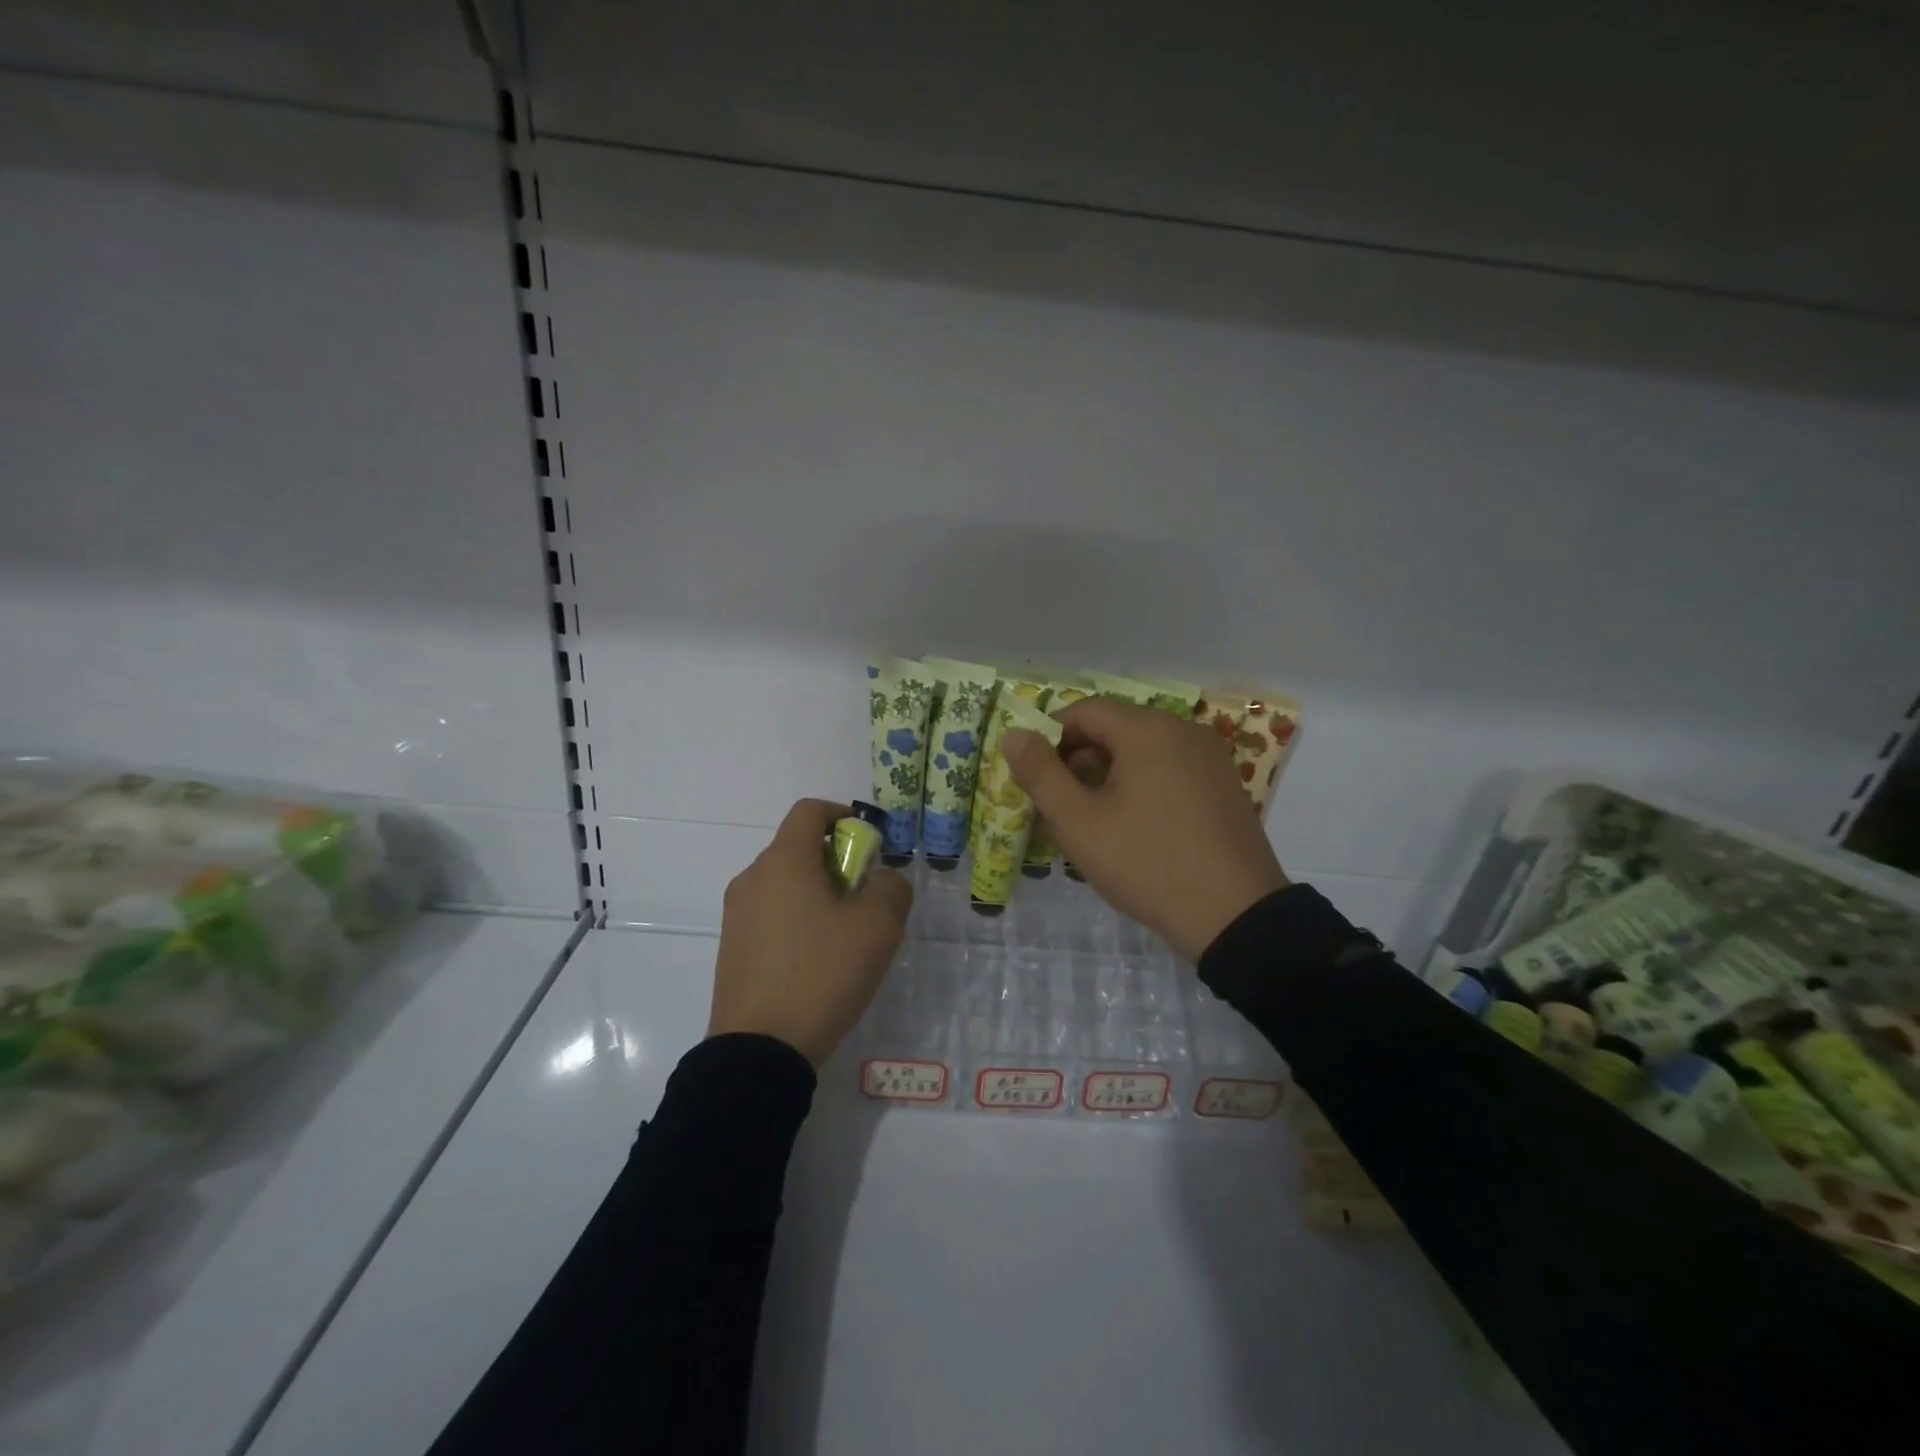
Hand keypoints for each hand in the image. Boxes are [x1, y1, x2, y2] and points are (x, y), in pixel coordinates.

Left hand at [707, 799, 912, 1065]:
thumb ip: (891, 888)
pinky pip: (770, 912)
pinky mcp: (732, 947)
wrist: (759, 1051)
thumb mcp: (877, 928)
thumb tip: (883, 878)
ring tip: (845, 933)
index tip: (869, 844)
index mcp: (784, 861)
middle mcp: (753, 877)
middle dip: (836, 860)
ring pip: (784, 882)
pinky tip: (817, 958)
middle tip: (865, 896)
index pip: (809, 810)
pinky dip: (797, 916)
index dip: (843, 815)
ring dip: (818, 890)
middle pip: (797, 846)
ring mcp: (736, 914)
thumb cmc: (822, 974)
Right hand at [1004, 700, 1287, 961]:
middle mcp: (1182, 730)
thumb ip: (1040, 773)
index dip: (1049, 738)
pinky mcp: (1223, 785)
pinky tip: (1131, 829)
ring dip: (1106, 778)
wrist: (1235, 916)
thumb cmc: (1147, 862)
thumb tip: (1014, 734)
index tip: (1034, 778)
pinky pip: (1168, 771)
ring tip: (1090, 824)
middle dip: (1077, 762)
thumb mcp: (1079, 822)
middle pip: (1114, 730)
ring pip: (1140, 753)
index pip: (1084, 711)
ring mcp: (1209, 758)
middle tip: (1057, 808)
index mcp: (1147, 729)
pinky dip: (1139, 788)